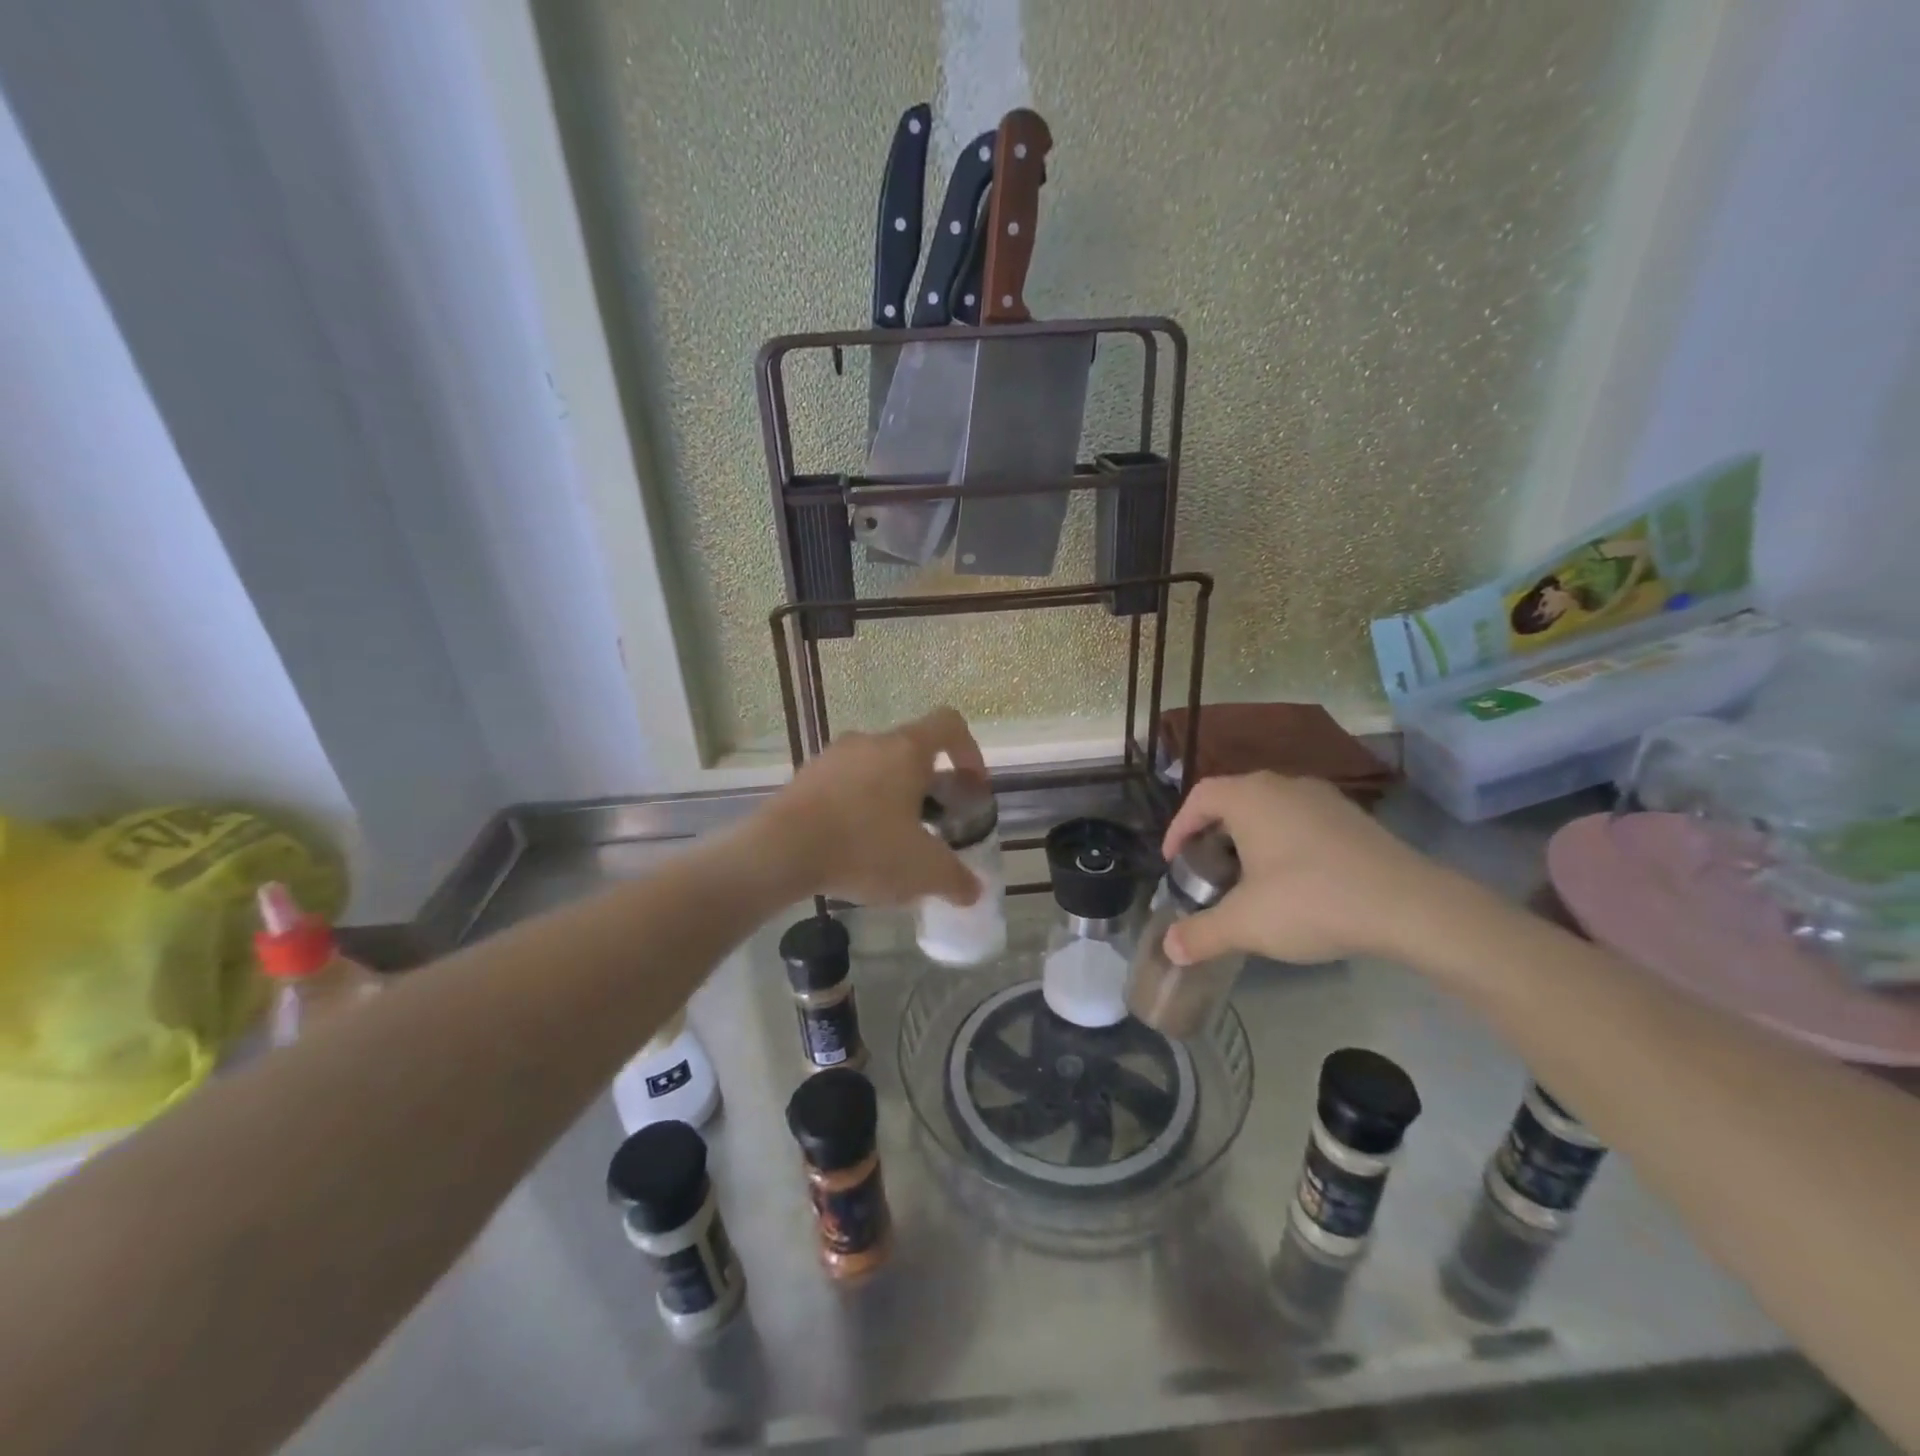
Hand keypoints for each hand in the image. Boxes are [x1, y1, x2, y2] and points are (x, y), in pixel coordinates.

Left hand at [758, 707, 985, 906]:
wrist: (779, 852)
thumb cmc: (863, 848)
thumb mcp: (922, 871)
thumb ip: (955, 879)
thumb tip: (973, 891)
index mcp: (906, 750)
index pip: (949, 725)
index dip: (969, 751)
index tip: (972, 787)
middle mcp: (870, 742)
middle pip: (912, 751)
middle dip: (930, 785)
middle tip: (935, 824)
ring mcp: (833, 757)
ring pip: (877, 768)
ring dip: (892, 796)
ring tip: (893, 840)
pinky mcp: (805, 777)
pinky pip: (845, 784)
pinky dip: (859, 806)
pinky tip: (855, 845)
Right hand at [1160, 772, 1455, 965]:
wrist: (1409, 906)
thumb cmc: (1311, 900)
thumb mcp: (1246, 923)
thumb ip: (1201, 934)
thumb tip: (1169, 948)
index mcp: (1250, 797)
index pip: (1199, 796)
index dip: (1179, 827)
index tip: (1174, 860)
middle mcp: (1283, 785)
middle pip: (1234, 800)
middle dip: (1213, 834)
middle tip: (1208, 870)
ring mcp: (1323, 798)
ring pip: (1271, 810)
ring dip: (1251, 838)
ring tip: (1248, 878)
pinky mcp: (1354, 818)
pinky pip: (1302, 821)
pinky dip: (1285, 843)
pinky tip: (1295, 882)